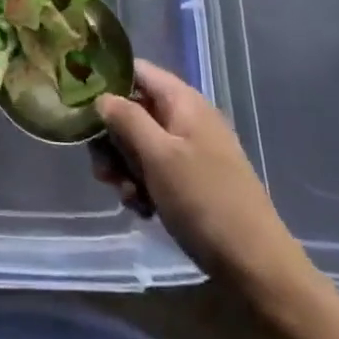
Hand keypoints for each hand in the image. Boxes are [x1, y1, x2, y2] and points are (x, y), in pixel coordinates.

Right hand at [95, 61, 311, 294]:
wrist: (257, 267)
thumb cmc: (205, 201)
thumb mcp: (158, 156)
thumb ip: (126, 119)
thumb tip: (102, 97)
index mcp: (183, 101)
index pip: (136, 71)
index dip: (106, 82)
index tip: (81, 108)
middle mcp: (187, 118)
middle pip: (134, 110)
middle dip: (113, 138)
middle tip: (101, 170)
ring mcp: (192, 151)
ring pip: (142, 144)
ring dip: (126, 167)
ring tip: (126, 196)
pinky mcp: (194, 181)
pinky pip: (157, 170)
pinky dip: (144, 185)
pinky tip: (142, 210)